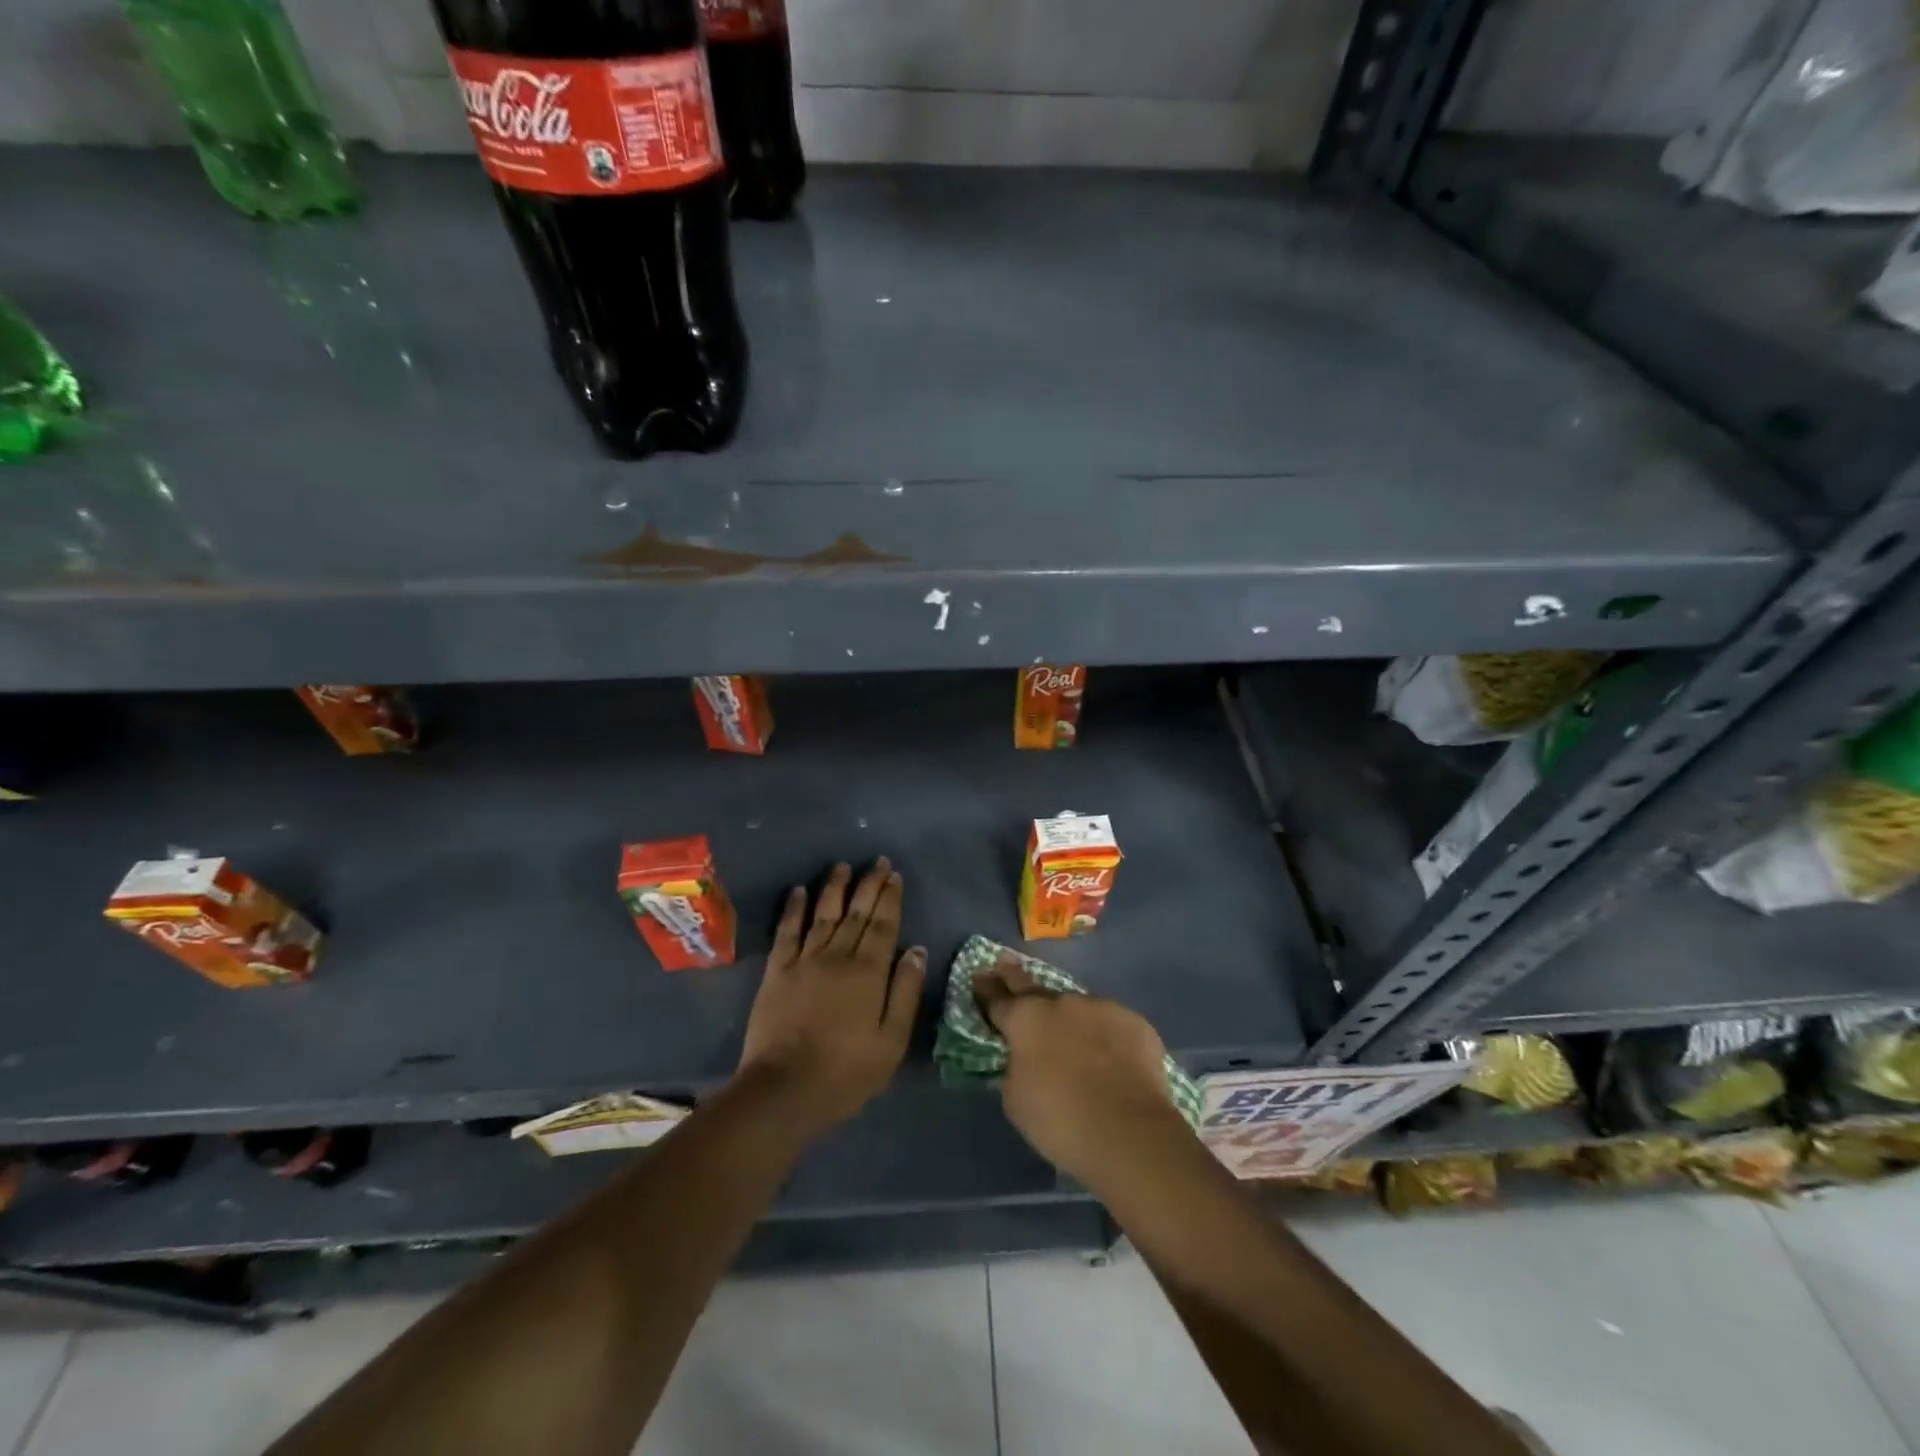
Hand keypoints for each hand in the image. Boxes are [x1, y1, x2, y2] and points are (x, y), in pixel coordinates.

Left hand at [736, 859, 926, 1136]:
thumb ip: (906, 992)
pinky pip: (787, 932)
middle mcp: (838, 956)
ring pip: (823, 914)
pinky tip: (798, 891)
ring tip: (842, 867)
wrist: (784, 1089)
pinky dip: (793, 909)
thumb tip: (917, 950)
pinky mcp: (777, 971)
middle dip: (869, 885)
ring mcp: (804, 961)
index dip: (890, 898)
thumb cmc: (846, 1072)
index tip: (894, 875)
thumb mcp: (892, 1041)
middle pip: (856, 913)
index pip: (884, 925)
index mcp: (869, 972)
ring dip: (834, 888)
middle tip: (877, 861)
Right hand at [975, 951, 1185, 1187]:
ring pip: (1078, 1008)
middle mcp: (1061, 1002)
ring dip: (1070, 1019)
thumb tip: (1023, 1057)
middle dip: (1016, 977)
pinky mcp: (1134, 1022)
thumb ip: (1015, 1067)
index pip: (999, 998)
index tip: (980, 976)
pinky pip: (1111, 1025)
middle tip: (1006, 963)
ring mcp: (1101, 1007)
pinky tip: (1111, 1057)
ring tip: (1074, 1041)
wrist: (1129, 1132)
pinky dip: (1105, 1037)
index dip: (987, 989)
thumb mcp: (1016, 1099)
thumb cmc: (1060, 1120)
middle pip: (1034, 987)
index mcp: (1026, 1018)